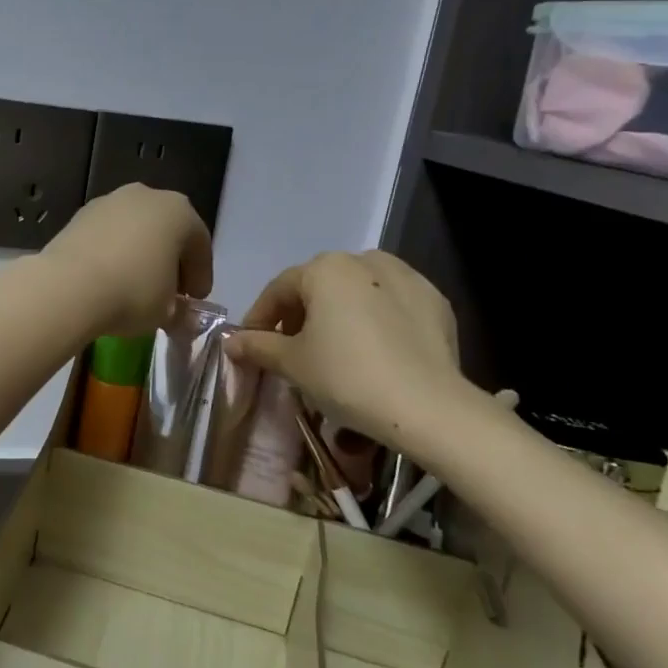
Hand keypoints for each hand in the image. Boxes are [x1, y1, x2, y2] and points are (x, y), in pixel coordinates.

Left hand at [40, 185, 212, 336]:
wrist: (68, 286)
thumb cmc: (132, 293)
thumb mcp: (166, 311)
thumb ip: (181, 312)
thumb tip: (181, 317)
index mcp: (179, 212)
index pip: (200, 245)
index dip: (201, 275)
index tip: (194, 300)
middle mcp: (147, 196)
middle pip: (167, 231)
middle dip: (170, 261)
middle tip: (169, 293)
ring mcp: (110, 201)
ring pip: (135, 230)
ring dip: (140, 255)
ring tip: (135, 287)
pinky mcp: (80, 214)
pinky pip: (108, 235)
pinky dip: (113, 252)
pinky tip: (108, 279)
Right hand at [226, 250, 470, 449]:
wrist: (429, 407)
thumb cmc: (347, 377)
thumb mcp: (292, 363)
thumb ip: (258, 346)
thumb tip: (231, 342)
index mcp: (326, 267)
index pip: (279, 290)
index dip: (260, 319)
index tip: (251, 346)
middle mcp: (365, 260)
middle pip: (318, 288)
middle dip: (300, 317)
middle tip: (292, 352)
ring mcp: (407, 277)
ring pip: (357, 294)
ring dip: (338, 316)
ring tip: (334, 352)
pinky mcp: (436, 301)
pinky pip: (391, 306)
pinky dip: (376, 323)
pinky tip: (374, 353)